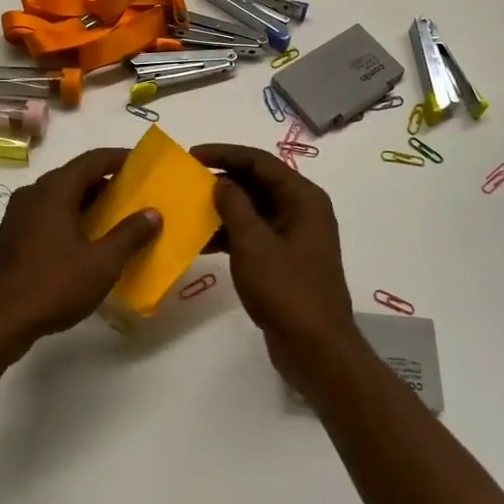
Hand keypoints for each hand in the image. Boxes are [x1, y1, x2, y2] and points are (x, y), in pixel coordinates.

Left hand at [0, 148, 160, 354]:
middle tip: (132, 193)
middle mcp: (34, 193)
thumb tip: (153, 213)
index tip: (141, 162)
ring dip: (86, 201)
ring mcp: (18, 214)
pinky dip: (68, 217)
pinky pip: (46, 214)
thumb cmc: (53, 284)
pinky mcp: (11, 236)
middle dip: (104, 181)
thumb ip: (130, 234)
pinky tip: (83, 240)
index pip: (92, 160)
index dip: (118, 158)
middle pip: (74, 176)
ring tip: (112, 217)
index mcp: (55, 190)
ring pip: (59, 196)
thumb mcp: (102, 263)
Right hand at [191, 144, 361, 384]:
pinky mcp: (286, 258)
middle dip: (223, 180)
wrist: (316, 350)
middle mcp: (303, 210)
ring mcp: (295, 235)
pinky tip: (202, 242)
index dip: (225, 154)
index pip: (260, 161)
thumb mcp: (253, 244)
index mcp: (303, 198)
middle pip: (258, 182)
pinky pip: (255, 233)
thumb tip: (221, 182)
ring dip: (224, 208)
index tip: (192, 155)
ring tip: (189, 210)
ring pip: (255, 208)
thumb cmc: (286, 290)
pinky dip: (231, 233)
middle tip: (187, 181)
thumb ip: (234, 206)